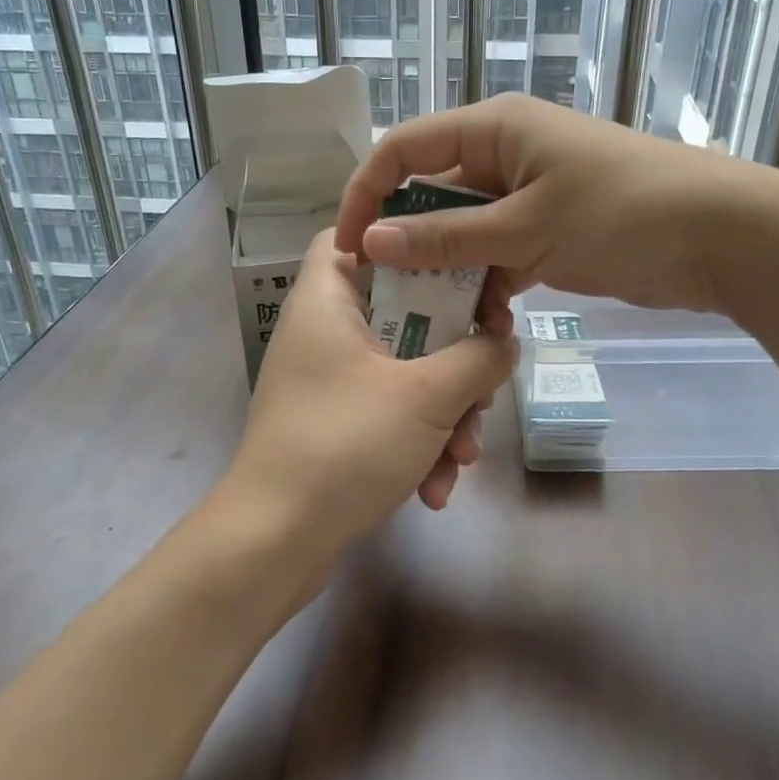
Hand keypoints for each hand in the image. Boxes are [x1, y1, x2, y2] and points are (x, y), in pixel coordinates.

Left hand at [227, 231, 515, 568]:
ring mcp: (331, 383)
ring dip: (445, 413)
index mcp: (328, 301)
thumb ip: (479, 357)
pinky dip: (419, 443)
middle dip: (454, 356)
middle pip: (402, 310)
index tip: (455, 263)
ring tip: (464, 456)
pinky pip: (392, 414)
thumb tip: (503, 341)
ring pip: (406, 371)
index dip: (401, 239)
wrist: (275, 545)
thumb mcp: (426, 396)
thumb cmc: (345, 446)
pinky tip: (435, 489)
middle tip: (484, 383)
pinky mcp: (339, 425)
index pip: (353, 235)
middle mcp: (325, 333)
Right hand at [335, 94, 778, 316]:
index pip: (405, 149)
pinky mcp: (550, 231)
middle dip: (408, 242)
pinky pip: (498, 254)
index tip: (348, 249)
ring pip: (465, 232)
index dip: (367, 193)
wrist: (725, 236)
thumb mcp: (527, 226)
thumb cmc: (622, 212)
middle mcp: (505, 154)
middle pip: (433, 194)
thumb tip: (370, 242)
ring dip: (449, 272)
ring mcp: (529, 194)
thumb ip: (448, 237)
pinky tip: (480, 323)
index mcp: (494, 128)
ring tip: (432, 320)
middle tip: (387, 298)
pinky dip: (487, 284)